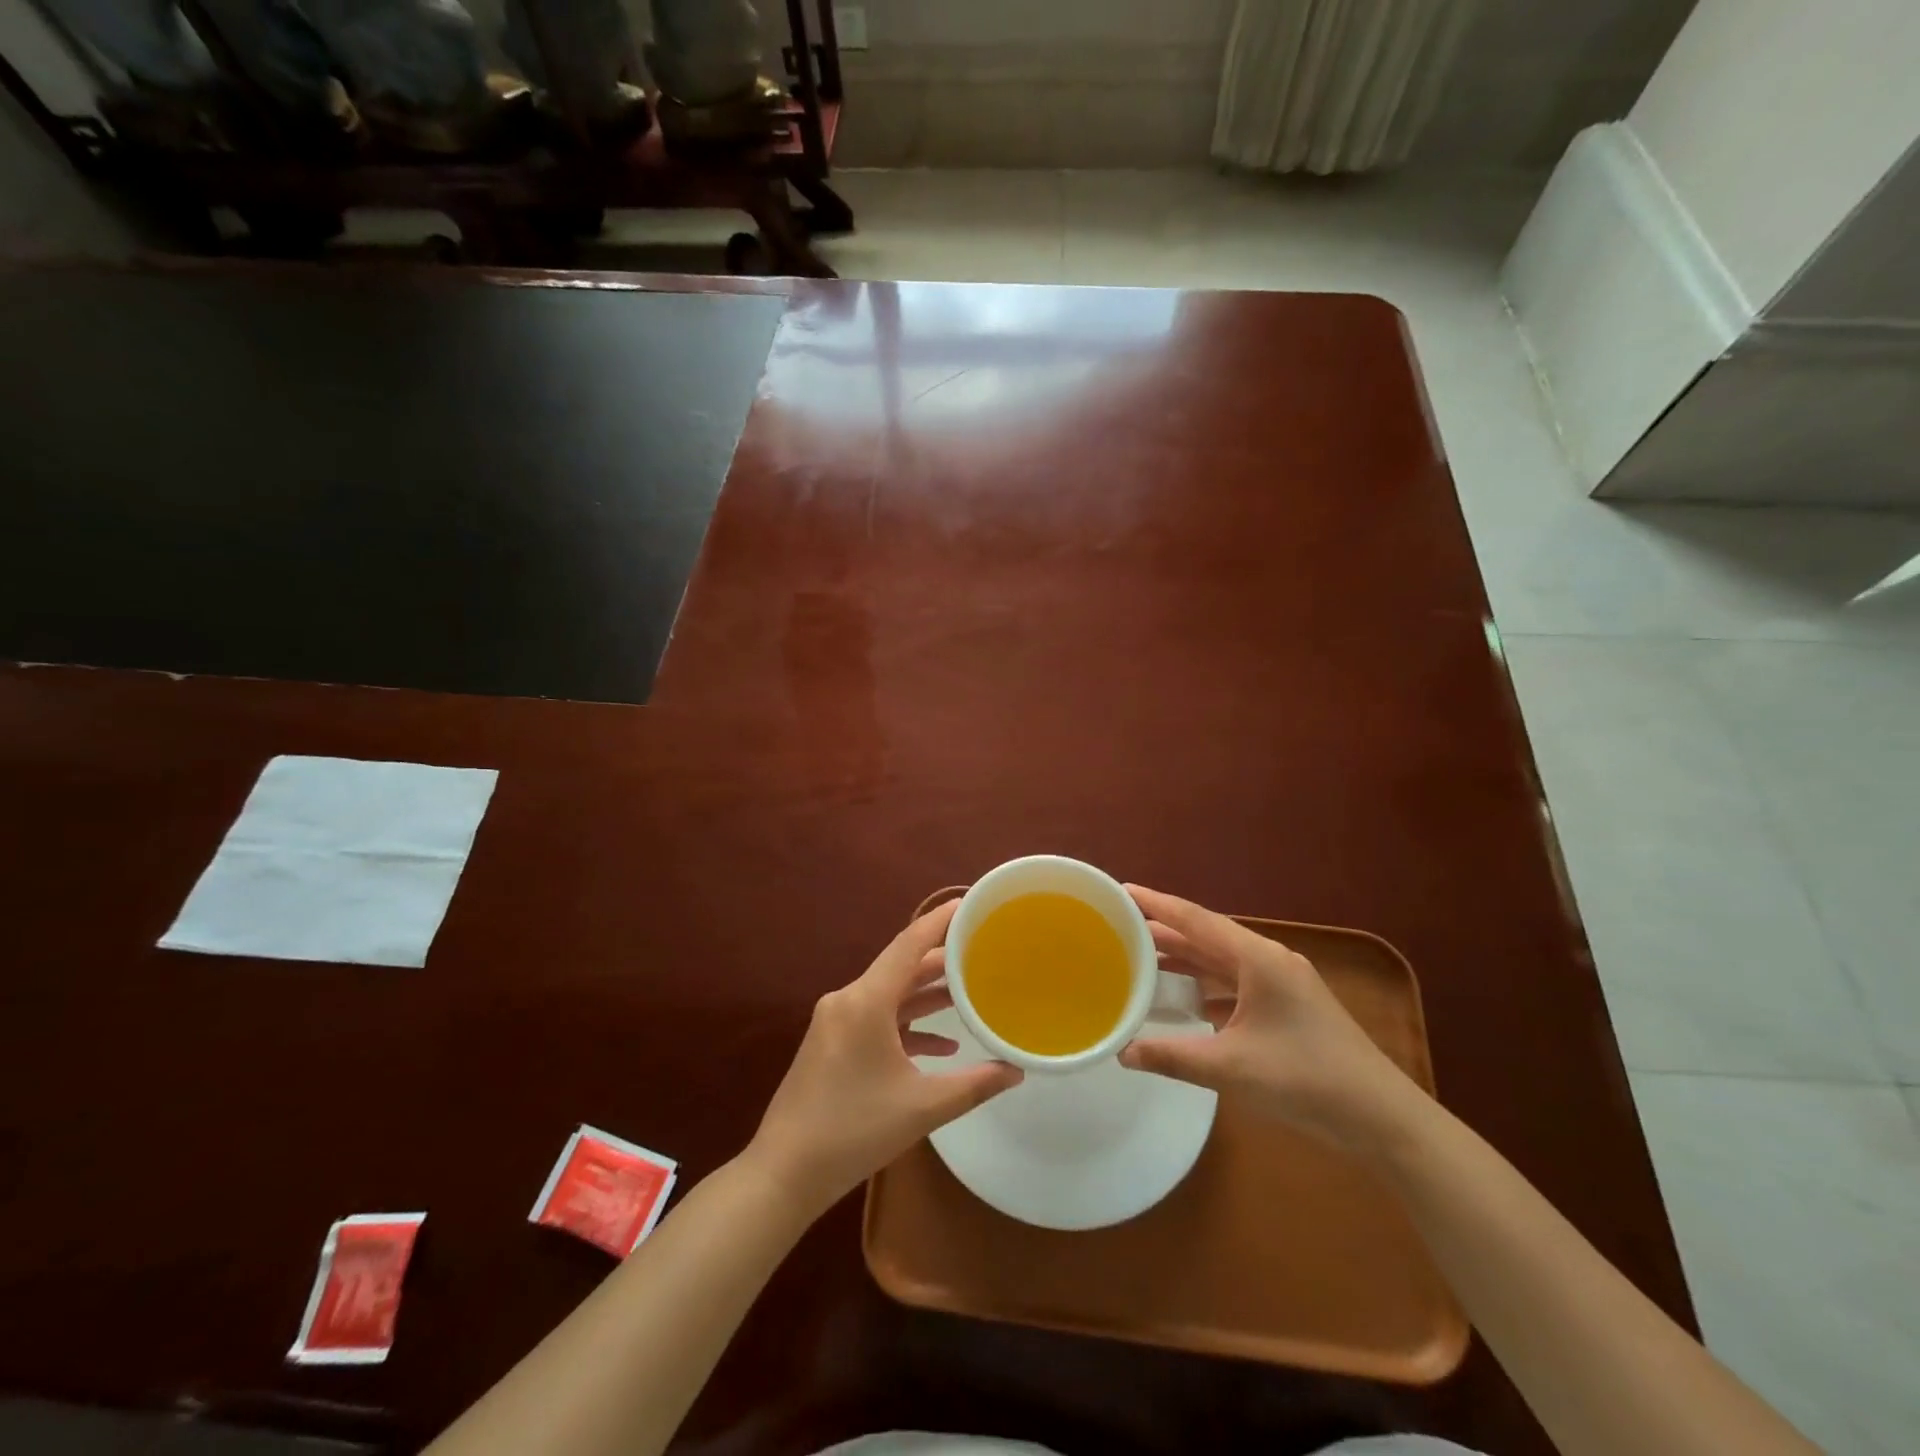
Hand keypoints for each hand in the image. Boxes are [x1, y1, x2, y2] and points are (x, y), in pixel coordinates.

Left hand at [746, 899, 1022, 1213]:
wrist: (784, 1173)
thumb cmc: (853, 1131)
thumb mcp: (922, 1107)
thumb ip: (974, 1084)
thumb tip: (1017, 1071)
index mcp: (866, 1001)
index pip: (909, 944)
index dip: (939, 920)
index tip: (969, 902)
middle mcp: (848, 999)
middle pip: (901, 967)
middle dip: (942, 961)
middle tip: (982, 951)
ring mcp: (836, 1021)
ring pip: (890, 994)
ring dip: (926, 994)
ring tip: (970, 993)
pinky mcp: (831, 1042)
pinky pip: (876, 1018)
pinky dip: (907, 1024)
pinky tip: (940, 1043)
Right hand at [1119, 885, 1422, 1153]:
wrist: (1383, 1119)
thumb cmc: (1306, 1080)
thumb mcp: (1231, 1068)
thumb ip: (1172, 1057)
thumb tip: (1122, 1053)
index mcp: (1257, 959)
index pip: (1195, 919)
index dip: (1156, 903)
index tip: (1121, 889)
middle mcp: (1269, 960)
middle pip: (1207, 936)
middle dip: (1165, 932)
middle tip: (1120, 928)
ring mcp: (1283, 983)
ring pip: (1222, 961)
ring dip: (1185, 960)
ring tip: (1142, 959)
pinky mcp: (1289, 1006)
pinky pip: (1236, 983)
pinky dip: (1206, 985)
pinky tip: (1185, 1000)